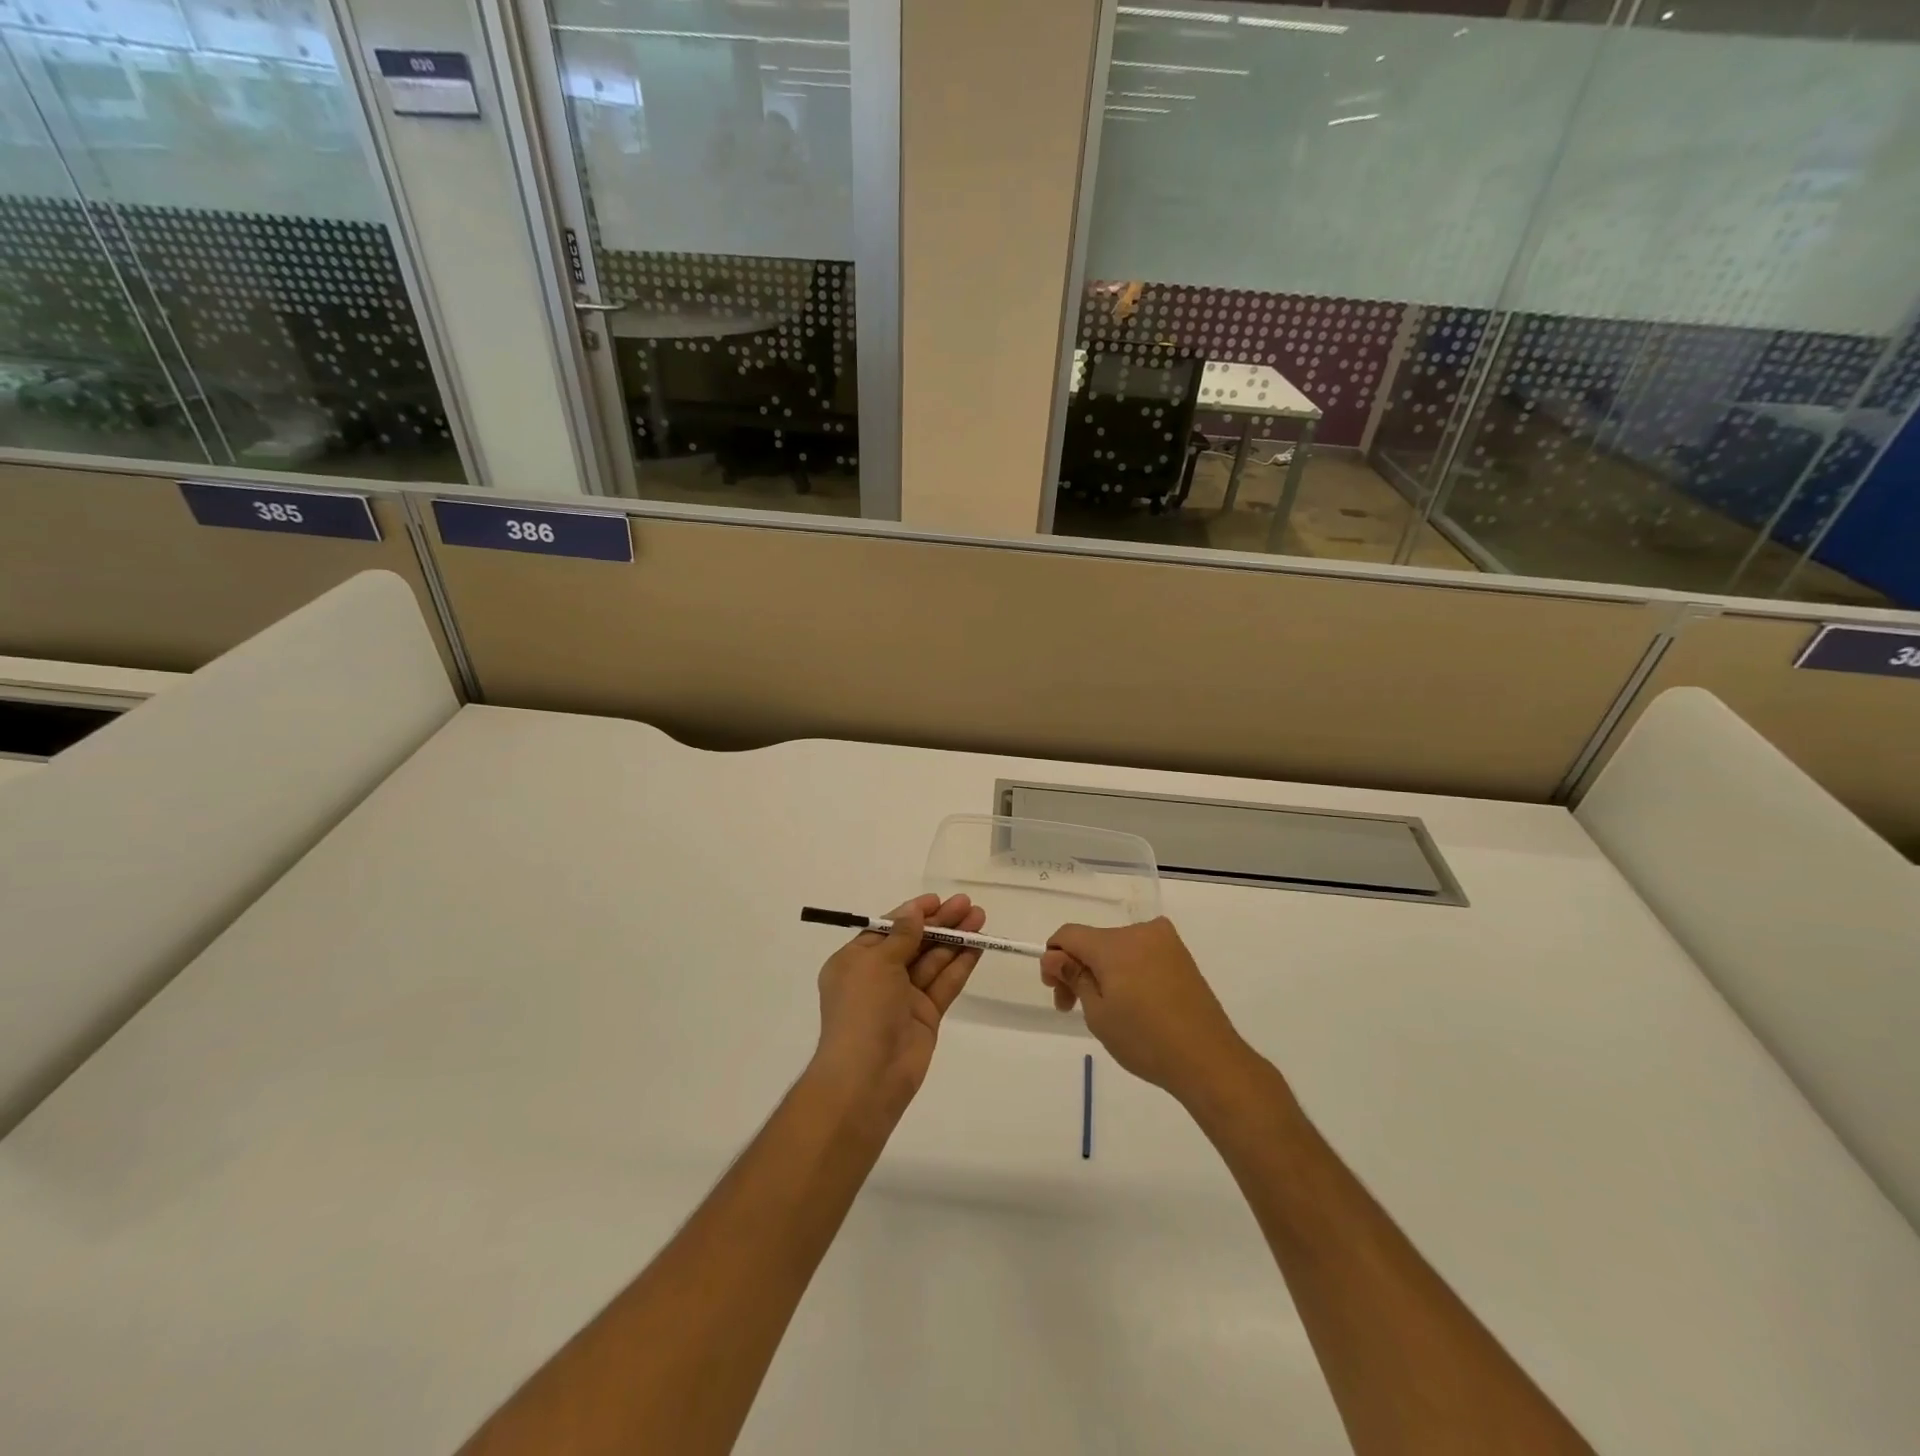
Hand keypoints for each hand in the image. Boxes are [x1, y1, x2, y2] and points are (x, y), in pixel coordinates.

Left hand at [810, 893, 984, 1125]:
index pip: (888, 929)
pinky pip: (944, 983)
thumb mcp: (877, 963)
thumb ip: (902, 935)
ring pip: (933, 961)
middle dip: (940, 923)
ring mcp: (904, 997)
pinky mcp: (926, 1015)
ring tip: (980, 918)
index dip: (913, 913)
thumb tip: (914, 911)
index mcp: (855, 961)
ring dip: (955, 939)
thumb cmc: (863, 1009)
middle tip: (968, 904)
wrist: (868, 1076)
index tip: (938, 900)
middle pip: (914, 942)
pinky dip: (960, 965)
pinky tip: (978, 946)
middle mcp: (879, 976)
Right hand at [1041, 917, 1249, 1105]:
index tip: (1057, 991)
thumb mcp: (1098, 1013)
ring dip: (1103, 971)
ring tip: (1108, 1011)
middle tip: (1073, 1007)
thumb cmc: (1145, 1040)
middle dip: (1078, 968)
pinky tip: (1133, 1003)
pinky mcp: (1181, 956)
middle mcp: (1140, 932)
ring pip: (1117, 948)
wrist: (1209, 1060)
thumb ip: (1073, 977)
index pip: (1069, 934)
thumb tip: (1053, 957)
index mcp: (1114, 943)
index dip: (1054, 958)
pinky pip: (1141, 954)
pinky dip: (1127, 971)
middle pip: (1093, 941)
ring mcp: (1165, 942)